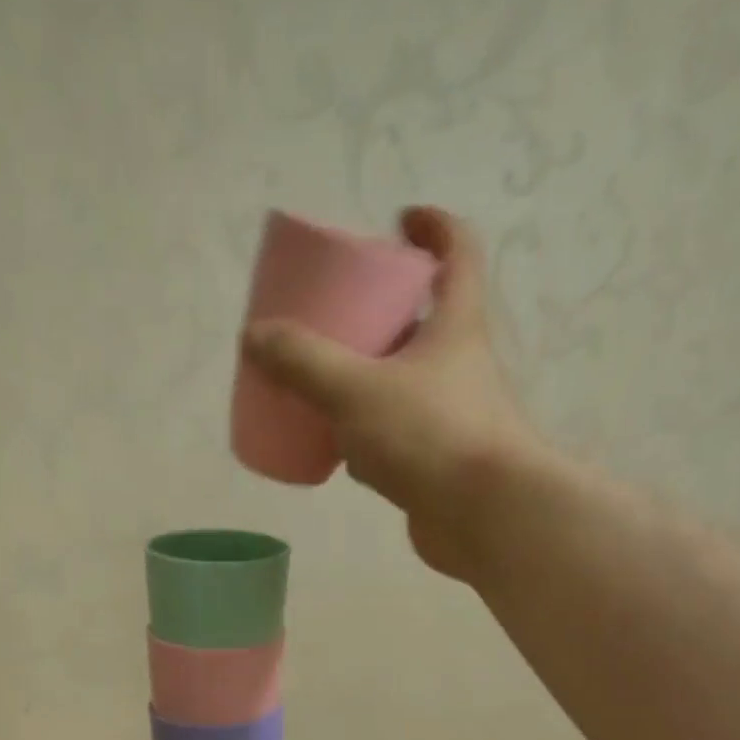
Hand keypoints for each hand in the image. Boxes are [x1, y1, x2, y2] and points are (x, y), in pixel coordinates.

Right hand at [240, 206, 538, 578]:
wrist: (485, 518)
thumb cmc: (430, 435)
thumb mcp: (356, 389)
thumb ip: (303, 362)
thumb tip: (255, 336)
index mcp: (456, 326)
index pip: (458, 253)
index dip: (433, 227)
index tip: (398, 221)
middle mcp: (460, 366)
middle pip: (424, 321)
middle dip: (382, 311)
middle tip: (336, 314)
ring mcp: (451, 418)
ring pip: (405, 384)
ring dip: (369, 377)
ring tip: (322, 380)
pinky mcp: (438, 463)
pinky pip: (395, 436)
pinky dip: (366, 436)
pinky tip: (334, 449)